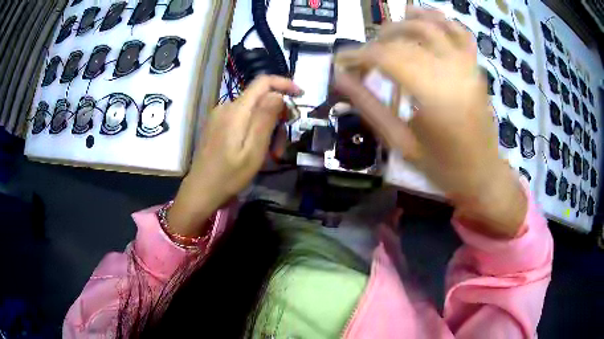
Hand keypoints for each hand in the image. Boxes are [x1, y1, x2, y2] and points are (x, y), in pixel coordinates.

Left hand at [168, 76, 301, 235]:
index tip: (301, 96)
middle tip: (284, 144)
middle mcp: (226, 107)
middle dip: (277, 115)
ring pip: (252, 111)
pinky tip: (256, 150)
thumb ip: (265, 119)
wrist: (200, 191)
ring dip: (267, 127)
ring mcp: (219, 116)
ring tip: (271, 154)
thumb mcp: (253, 151)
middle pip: (259, 99)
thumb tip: (277, 94)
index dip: (284, 84)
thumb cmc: (229, 176)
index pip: (263, 82)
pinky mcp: (216, 125)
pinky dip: (254, 130)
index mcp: (236, 110)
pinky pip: (242, 119)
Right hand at [333, 7, 525, 237]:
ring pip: (430, 26)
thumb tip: (340, 79)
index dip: (359, 55)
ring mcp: (468, 66)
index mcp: (434, 95)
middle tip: (361, 59)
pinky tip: (419, 16)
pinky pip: (459, 32)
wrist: (483, 175)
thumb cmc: (443, 167)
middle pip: (405, 39)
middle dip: (375, 43)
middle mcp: (453, 71)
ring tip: (382, 36)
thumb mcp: (401, 143)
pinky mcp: (475, 67)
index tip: (341, 61)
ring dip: (401, 24)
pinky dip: (438, 19)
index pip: (387, 57)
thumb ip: (369, 107)